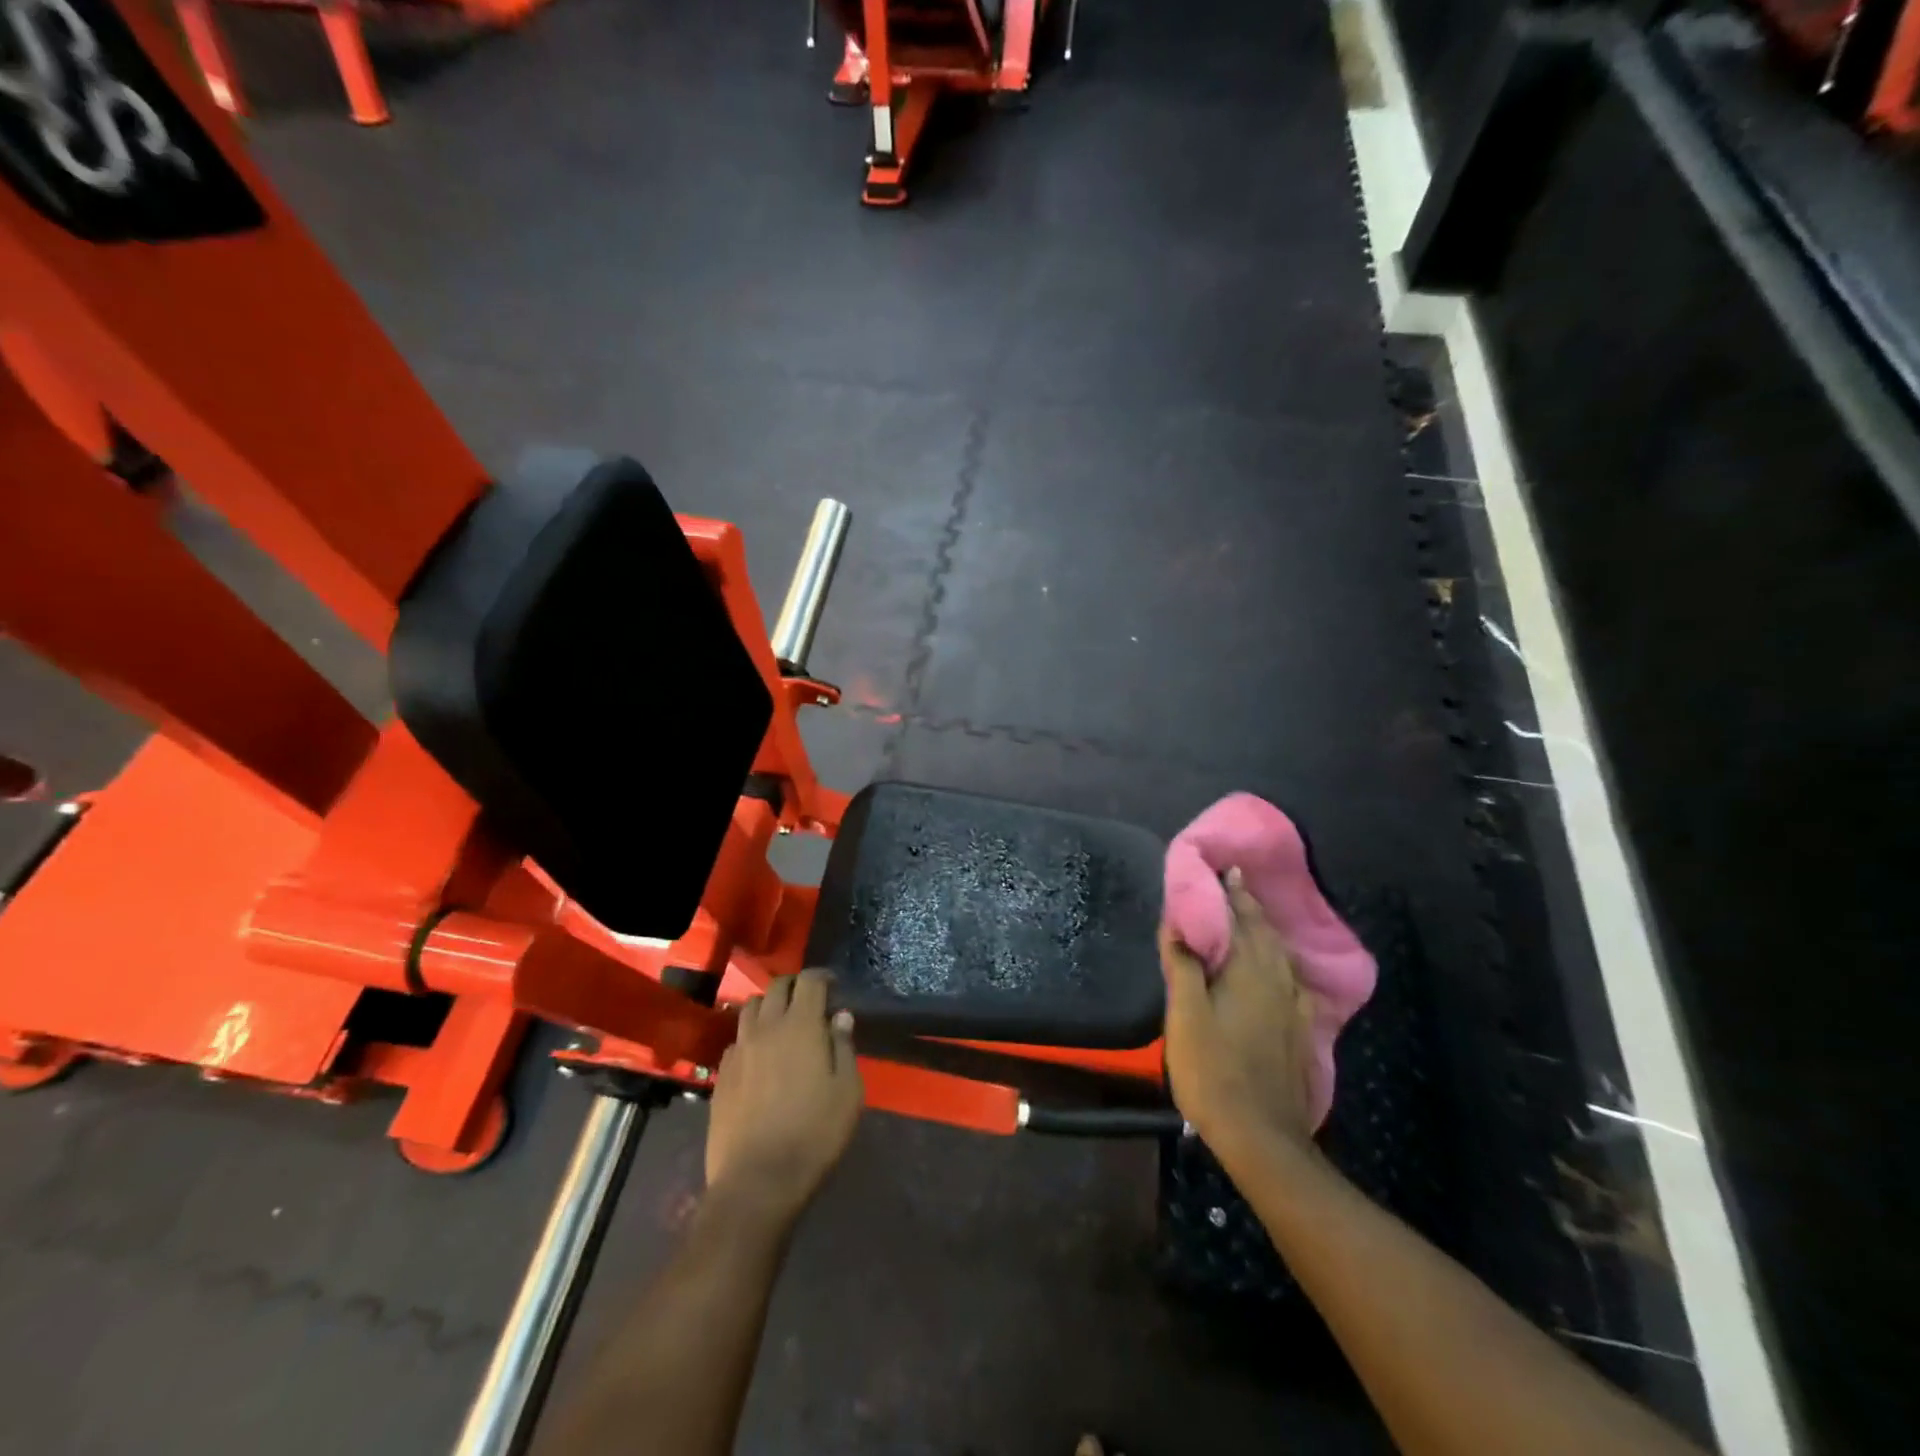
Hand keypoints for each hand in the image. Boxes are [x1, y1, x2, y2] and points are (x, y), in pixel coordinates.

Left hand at [705, 970, 862, 1224]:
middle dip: (795, 986)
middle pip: (776, 988)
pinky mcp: (721, 1076)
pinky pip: (737, 1041)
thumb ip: (844, 1047)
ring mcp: (739, 1051)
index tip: (833, 986)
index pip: (809, 981)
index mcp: (801, 1025)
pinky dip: (751, 1037)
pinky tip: (760, 1058)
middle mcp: (766, 1028)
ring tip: (782, 1023)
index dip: (822, 976)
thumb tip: (840, 1017)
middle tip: (810, 1001)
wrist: (757, 1181)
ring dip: (769, 1007)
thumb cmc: (814, 1134)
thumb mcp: (847, 1092)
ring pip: (751, 1009)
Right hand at [1159, 869, 1314, 1167]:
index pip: (1241, 920)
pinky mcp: (1298, 1031)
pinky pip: (1291, 979)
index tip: (1227, 868)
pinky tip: (1279, 970)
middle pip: (1265, 933)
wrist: (1260, 1135)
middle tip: (1238, 884)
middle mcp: (1277, 981)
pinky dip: (1280, 961)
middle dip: (1251, 906)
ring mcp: (1293, 1008)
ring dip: (1267, 931)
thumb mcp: (1185, 1016)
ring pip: (1282, 955)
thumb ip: (1183, 967)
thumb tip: (1178, 923)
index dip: (1233, 893)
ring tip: (1254, 918)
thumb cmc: (1213, 1070)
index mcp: (1248, 972)